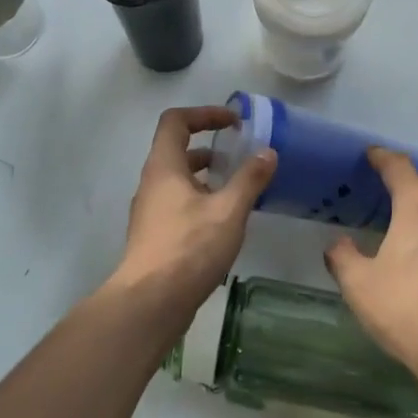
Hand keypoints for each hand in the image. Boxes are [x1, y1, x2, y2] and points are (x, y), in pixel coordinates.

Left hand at [108, 105, 275, 326]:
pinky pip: (178, 203)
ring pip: (178, 180)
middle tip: (239, 154)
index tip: (233, 121)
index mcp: (164, 166)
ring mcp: (150, 211)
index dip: (204, 114)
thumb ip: (249, 179)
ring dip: (206, 176)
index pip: (175, 121)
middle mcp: (152, 183)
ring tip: (236, 187)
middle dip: (209, 146)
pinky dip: (200, 200)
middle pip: (176, 149)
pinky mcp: (155, 235)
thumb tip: (268, 152)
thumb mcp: (228, 211)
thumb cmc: (188, 248)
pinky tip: (224, 221)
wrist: (150, 303)